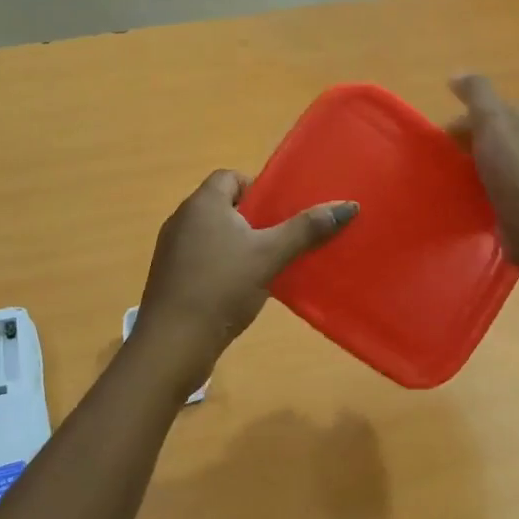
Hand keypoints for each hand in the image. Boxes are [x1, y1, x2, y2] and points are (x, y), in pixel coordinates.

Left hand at [134, 170, 357, 384]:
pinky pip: (200, 258)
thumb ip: (306, 229)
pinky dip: (219, 265)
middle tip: (278, 240)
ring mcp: (171, 248)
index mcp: (203, 203)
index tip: (278, 213)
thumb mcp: (270, 255)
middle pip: (222, 205)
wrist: (173, 342)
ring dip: (236, 244)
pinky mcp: (168, 276)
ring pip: (211, 234)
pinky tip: (238, 290)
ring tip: (263, 266)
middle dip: (252, 219)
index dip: (257, 189)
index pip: (230, 176)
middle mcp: (182, 218)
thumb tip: (349, 205)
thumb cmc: (222, 287)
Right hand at [447, 73, 518, 267]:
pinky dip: (493, 187)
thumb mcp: (492, 120)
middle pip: (501, 134)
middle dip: (474, 142)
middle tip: (449, 160)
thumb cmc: (514, 169)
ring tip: (459, 181)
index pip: (496, 110)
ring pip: (505, 160)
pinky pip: (511, 186)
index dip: (467, 119)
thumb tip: (457, 73)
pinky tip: (480, 198)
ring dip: (482, 166)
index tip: (445, 138)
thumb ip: (476, 92)